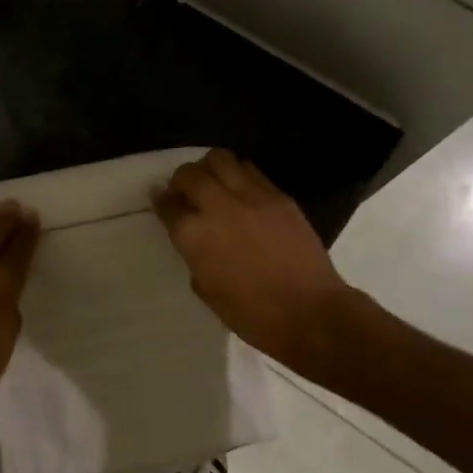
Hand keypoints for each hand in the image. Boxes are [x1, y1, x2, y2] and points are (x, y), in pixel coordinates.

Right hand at [154, 150, 356, 368]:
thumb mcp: (206, 288)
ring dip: (210, 169)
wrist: (310, 313)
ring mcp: (251, 197)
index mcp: (194, 236)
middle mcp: (218, 207)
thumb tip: (193, 237)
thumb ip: (193, 254)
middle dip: (181, 180)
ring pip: (220, 159)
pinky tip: (241, 192)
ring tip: (214, 185)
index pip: (168, 206)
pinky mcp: (279, 196)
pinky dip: (238, 175)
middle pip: (189, 174)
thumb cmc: (251, 314)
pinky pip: (251, 171)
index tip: (162, 202)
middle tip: (186, 193)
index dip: (161, 202)